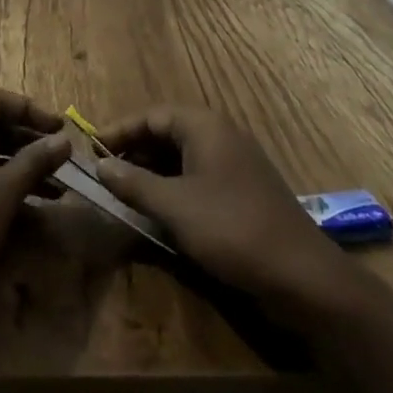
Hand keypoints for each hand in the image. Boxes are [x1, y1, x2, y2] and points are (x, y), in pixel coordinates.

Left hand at [0, 91, 71, 321]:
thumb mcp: (3, 193)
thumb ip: (34, 161)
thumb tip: (64, 140)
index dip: (30, 110)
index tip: (59, 130)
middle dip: (30, 141)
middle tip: (62, 159)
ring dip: (22, 168)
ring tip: (57, 189)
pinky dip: (5, 189)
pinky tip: (34, 213)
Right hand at [96, 106, 339, 306]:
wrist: (302, 276)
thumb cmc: (231, 229)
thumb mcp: (174, 207)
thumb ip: (134, 183)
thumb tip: (100, 165)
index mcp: (204, 126)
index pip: (152, 115)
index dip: (120, 130)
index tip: (90, 149)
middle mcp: (220, 136)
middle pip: (167, 133)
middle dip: (134, 151)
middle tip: (104, 174)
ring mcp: (235, 164)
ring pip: (182, 157)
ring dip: (152, 172)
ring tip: (124, 193)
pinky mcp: (243, 192)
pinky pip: (198, 178)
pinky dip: (174, 188)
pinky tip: (159, 212)